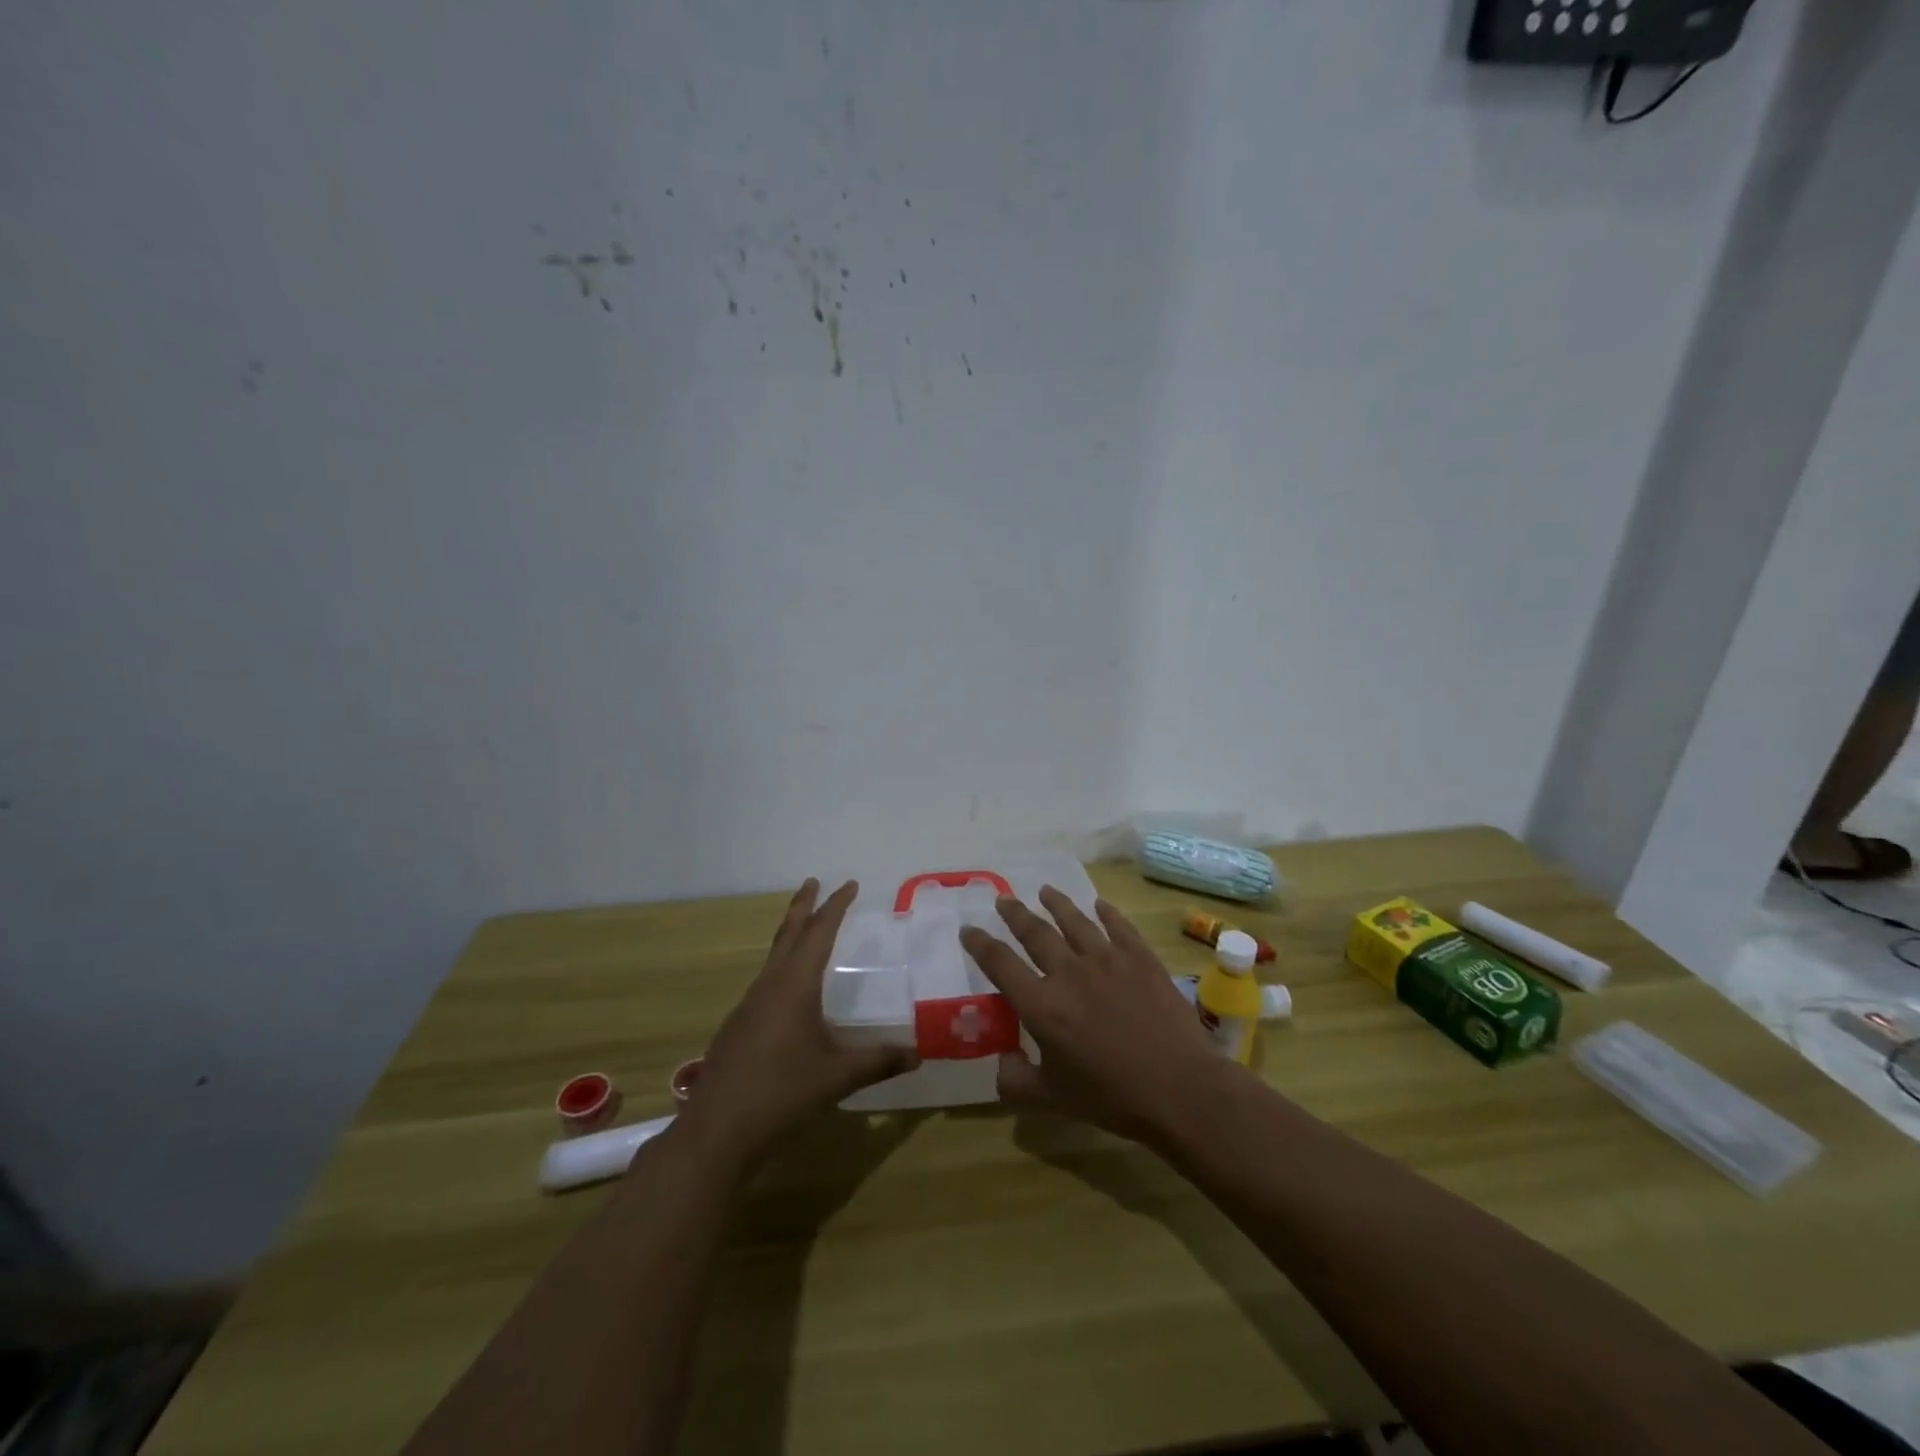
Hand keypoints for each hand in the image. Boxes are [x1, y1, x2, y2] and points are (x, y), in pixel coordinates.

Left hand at [683, 879, 918, 1167]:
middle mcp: (769, 986)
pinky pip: (765, 982)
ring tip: (805, 929)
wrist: (716, 1132)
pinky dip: (782, 967)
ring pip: (773, 958)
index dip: (835, 907)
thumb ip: (878, 1062)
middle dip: (803, 906)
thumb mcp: (837, 1077)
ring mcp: (749, 1006)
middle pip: (789, 934)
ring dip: (791, 936)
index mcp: (794, 986)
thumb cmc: (781, 1094)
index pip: (819, 933)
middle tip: (813, 881)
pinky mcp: (738, 1028)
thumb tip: (918, 1054)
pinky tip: (788, 990)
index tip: (849, 884)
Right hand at [959, 888, 1225, 1143]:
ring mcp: (1107, 960)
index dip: (980, 944)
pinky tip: (1100, 905)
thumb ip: (1017, 1081)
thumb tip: (1001, 1063)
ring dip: (1057, 904)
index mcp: (1041, 1005)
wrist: (1179, 1089)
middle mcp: (1069, 972)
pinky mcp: (1140, 958)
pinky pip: (1119, 927)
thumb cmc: (1112, 1097)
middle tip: (1004, 899)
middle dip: (1015, 914)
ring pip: (1074, 921)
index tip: (968, 929)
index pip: (1000, 964)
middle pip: (1035, 933)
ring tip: (1045, 890)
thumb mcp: (1053, 1099)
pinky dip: (1107, 913)